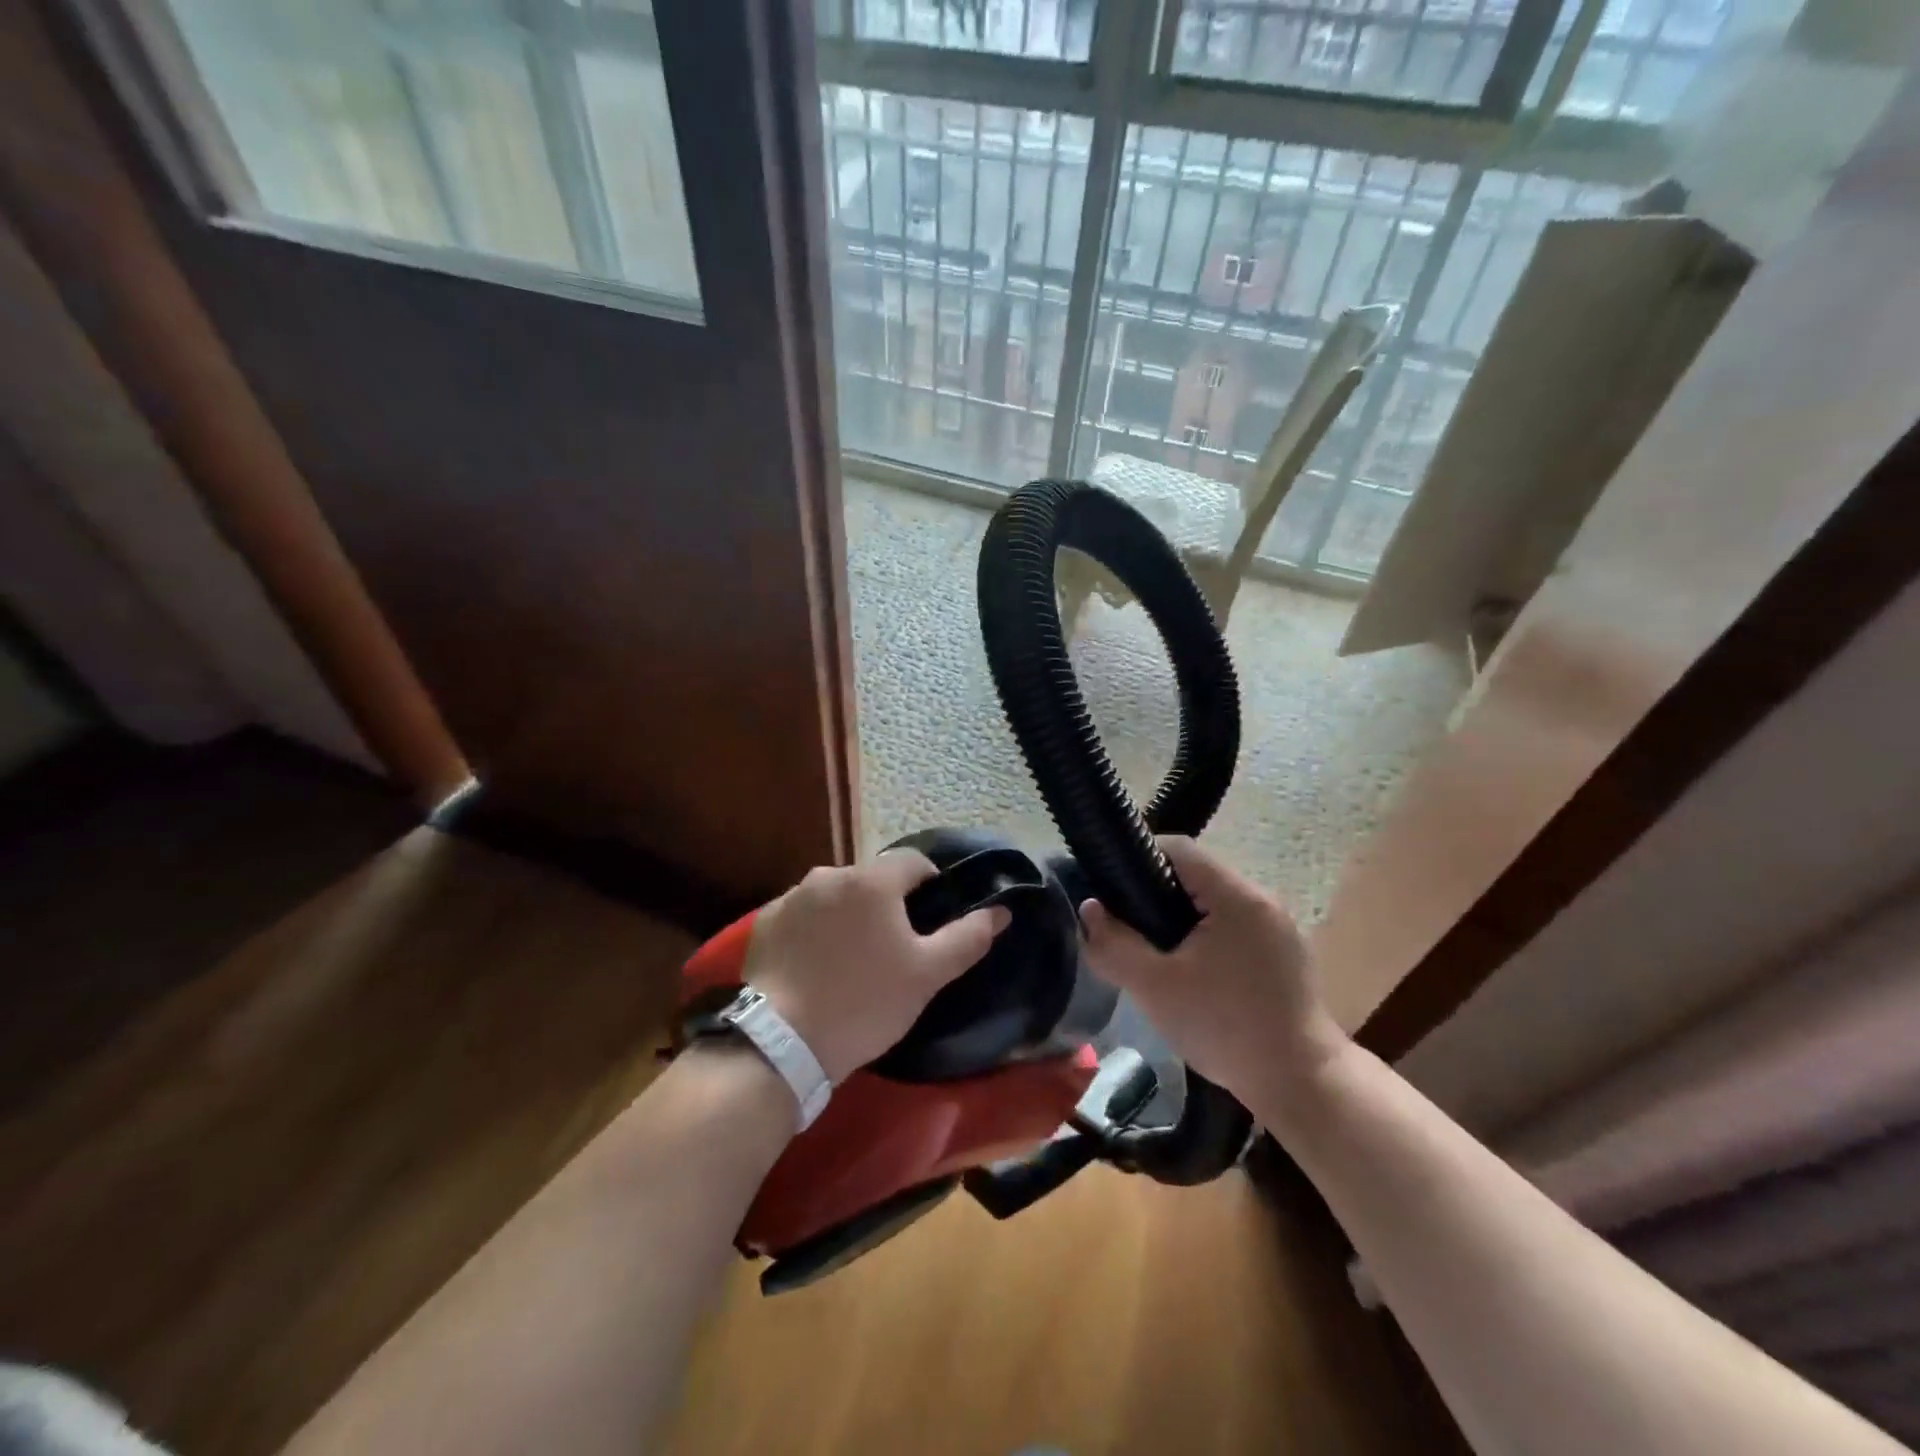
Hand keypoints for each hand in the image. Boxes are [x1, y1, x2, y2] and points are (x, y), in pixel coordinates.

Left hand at [743, 850, 1010, 1083]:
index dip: (930, 884)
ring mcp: (792, 896)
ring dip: (849, 914)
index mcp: (872, 881)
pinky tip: (815, 965)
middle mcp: (830, 875)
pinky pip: (803, 914)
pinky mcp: (765, 921)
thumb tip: (1001, 911)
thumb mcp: (926, 976)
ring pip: (835, 895)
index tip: (931, 920)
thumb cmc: (864, 1003)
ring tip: (851, 958)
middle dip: (886, 903)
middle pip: (872, 878)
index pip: (914, 861)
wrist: (780, 1043)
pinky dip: (815, 929)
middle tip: (892, 947)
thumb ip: (968, 937)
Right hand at [1080, 835, 1346, 1103]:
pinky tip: (1191, 972)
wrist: (1301, 1084)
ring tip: (1152, 950)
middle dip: (1155, 893)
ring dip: (1180, 918)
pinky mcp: (1284, 954)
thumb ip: (1115, 945)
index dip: (1138, 858)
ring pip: (1214, 903)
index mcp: (1236, 896)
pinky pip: (1234, 926)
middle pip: (1196, 875)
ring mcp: (1278, 928)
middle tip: (1125, 925)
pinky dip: (1205, 936)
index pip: (1179, 848)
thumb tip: (1089, 910)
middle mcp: (1262, 900)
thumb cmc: (1225, 1027)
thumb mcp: (1155, 988)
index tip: (1110, 886)